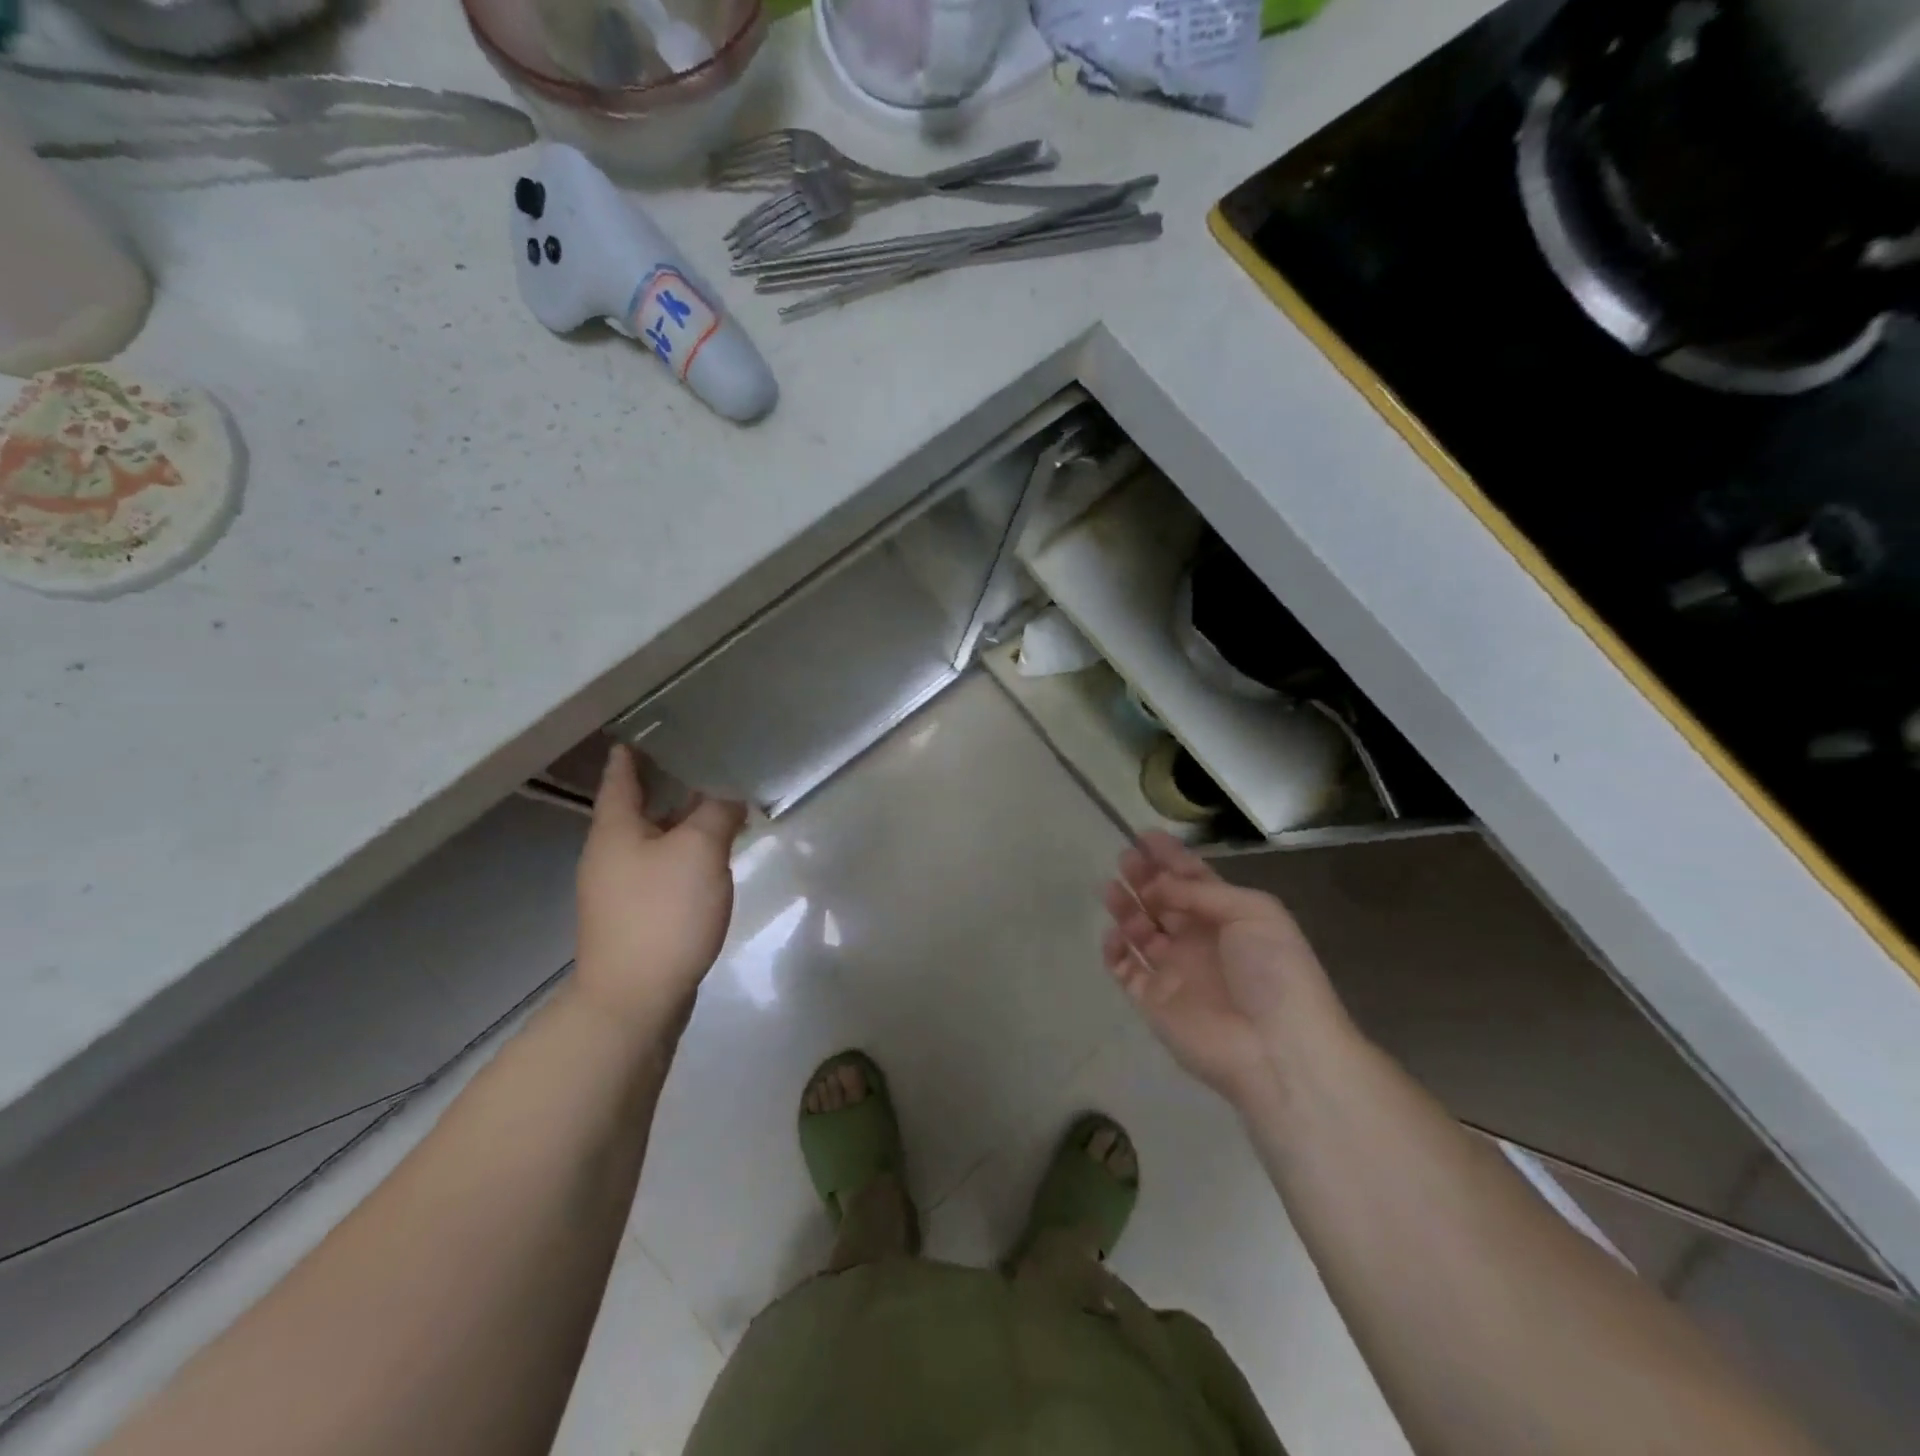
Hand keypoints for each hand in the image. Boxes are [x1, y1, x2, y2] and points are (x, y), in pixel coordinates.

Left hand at [573, 745, 746, 1040]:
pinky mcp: (636, 917)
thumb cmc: (662, 914)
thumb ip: (717, 813)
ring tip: (720, 806)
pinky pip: (663, 870)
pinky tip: (712, 859)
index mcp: (615, 830)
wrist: (634, 1000)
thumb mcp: (699, 851)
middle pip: (639, 808)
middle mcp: (610, 854)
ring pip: (655, 841)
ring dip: (683, 823)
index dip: (633, 752)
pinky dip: (686, 855)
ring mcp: (620, 889)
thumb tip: (729, 796)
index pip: (621, 776)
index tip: (648, 729)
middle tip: (707, 762)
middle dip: (669, 786)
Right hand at [1101, 832, 1343, 1109]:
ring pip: (1140, 933)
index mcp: (1228, 918)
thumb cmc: (1273, 971)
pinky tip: (1113, 935)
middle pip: (1163, 902)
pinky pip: (1126, 971)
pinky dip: (1115, 951)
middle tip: (1124, 858)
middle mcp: (1198, 941)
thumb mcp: (1252, 912)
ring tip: (1110, 888)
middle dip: (1143, 878)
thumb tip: (1158, 887)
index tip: (1144, 836)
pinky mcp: (1154, 1002)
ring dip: (1125, 909)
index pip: (1193, 880)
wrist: (1276, 1048)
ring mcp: (1175, 972)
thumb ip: (1201, 893)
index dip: (1170, 858)